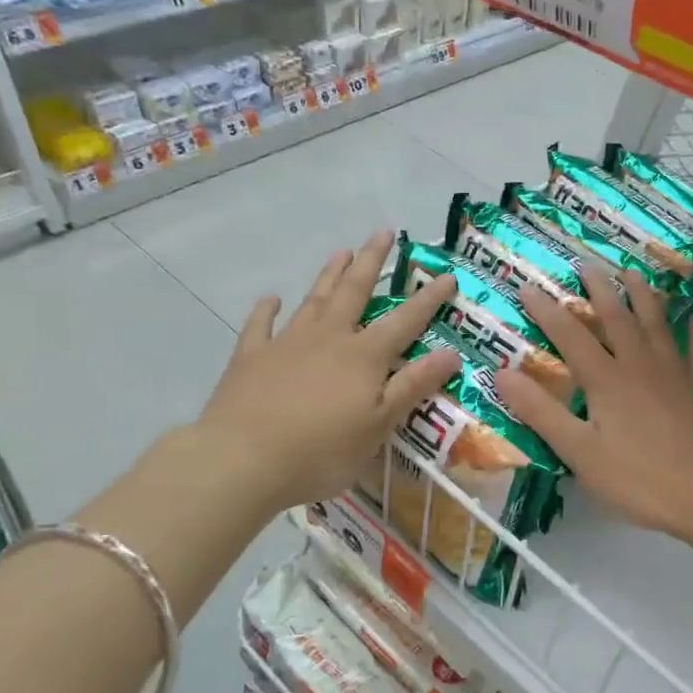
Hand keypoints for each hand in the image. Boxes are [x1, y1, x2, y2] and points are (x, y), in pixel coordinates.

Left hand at [194, 231, 459, 513]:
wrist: (242, 459)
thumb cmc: (321, 451)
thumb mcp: (379, 425)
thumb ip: (413, 386)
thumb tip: (450, 353)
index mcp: (364, 356)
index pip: (405, 320)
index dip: (428, 298)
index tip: (446, 275)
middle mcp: (328, 337)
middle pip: (355, 291)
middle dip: (372, 261)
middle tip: (383, 232)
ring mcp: (286, 343)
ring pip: (314, 299)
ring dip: (329, 275)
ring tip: (341, 251)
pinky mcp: (251, 357)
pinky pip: (260, 325)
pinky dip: (266, 309)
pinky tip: (271, 298)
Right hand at [496, 270, 692, 544]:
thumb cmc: (641, 481)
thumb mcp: (580, 453)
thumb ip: (542, 412)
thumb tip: (502, 372)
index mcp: (607, 380)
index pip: (570, 336)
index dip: (547, 311)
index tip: (528, 286)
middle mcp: (641, 366)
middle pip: (617, 318)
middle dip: (599, 289)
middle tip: (587, 263)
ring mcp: (677, 374)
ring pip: (658, 324)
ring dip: (644, 296)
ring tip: (634, 273)